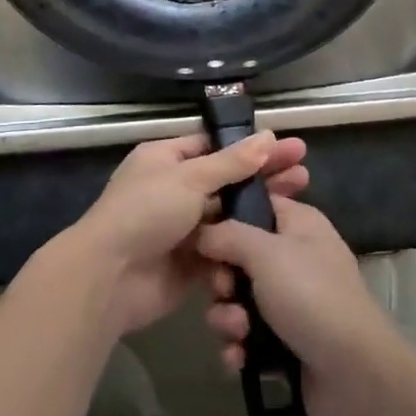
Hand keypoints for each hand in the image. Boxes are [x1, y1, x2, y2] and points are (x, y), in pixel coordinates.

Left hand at [67, 132, 308, 336]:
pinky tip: (281, 238)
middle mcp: (174, 190)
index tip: (287, 147)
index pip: (214, 146)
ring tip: (302, 199)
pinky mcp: (192, 261)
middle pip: (227, 179)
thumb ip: (231, 163)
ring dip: (260, 208)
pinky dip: (247, 243)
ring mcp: (183, 227)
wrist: (110, 278)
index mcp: (166, 160)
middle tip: (305, 171)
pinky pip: (225, 248)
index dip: (251, 147)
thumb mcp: (189, 179)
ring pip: (229, 214)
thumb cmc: (145, 212)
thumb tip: (267, 137)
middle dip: (264, 175)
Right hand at [195, 196, 413, 415]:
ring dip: (228, 318)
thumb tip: (202, 232)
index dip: (224, 217)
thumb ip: (228, 235)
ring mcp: (289, 303)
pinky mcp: (283, 343)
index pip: (254, 205)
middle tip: (225, 290)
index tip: (199, 233)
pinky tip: (240, 359)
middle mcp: (293, 258)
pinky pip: (245, 338)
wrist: (354, 376)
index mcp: (298, 224)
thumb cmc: (311, 297)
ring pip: (237, 300)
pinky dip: (238, 347)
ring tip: (238, 332)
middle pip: (237, 257)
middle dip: (222, 280)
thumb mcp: (267, 253)